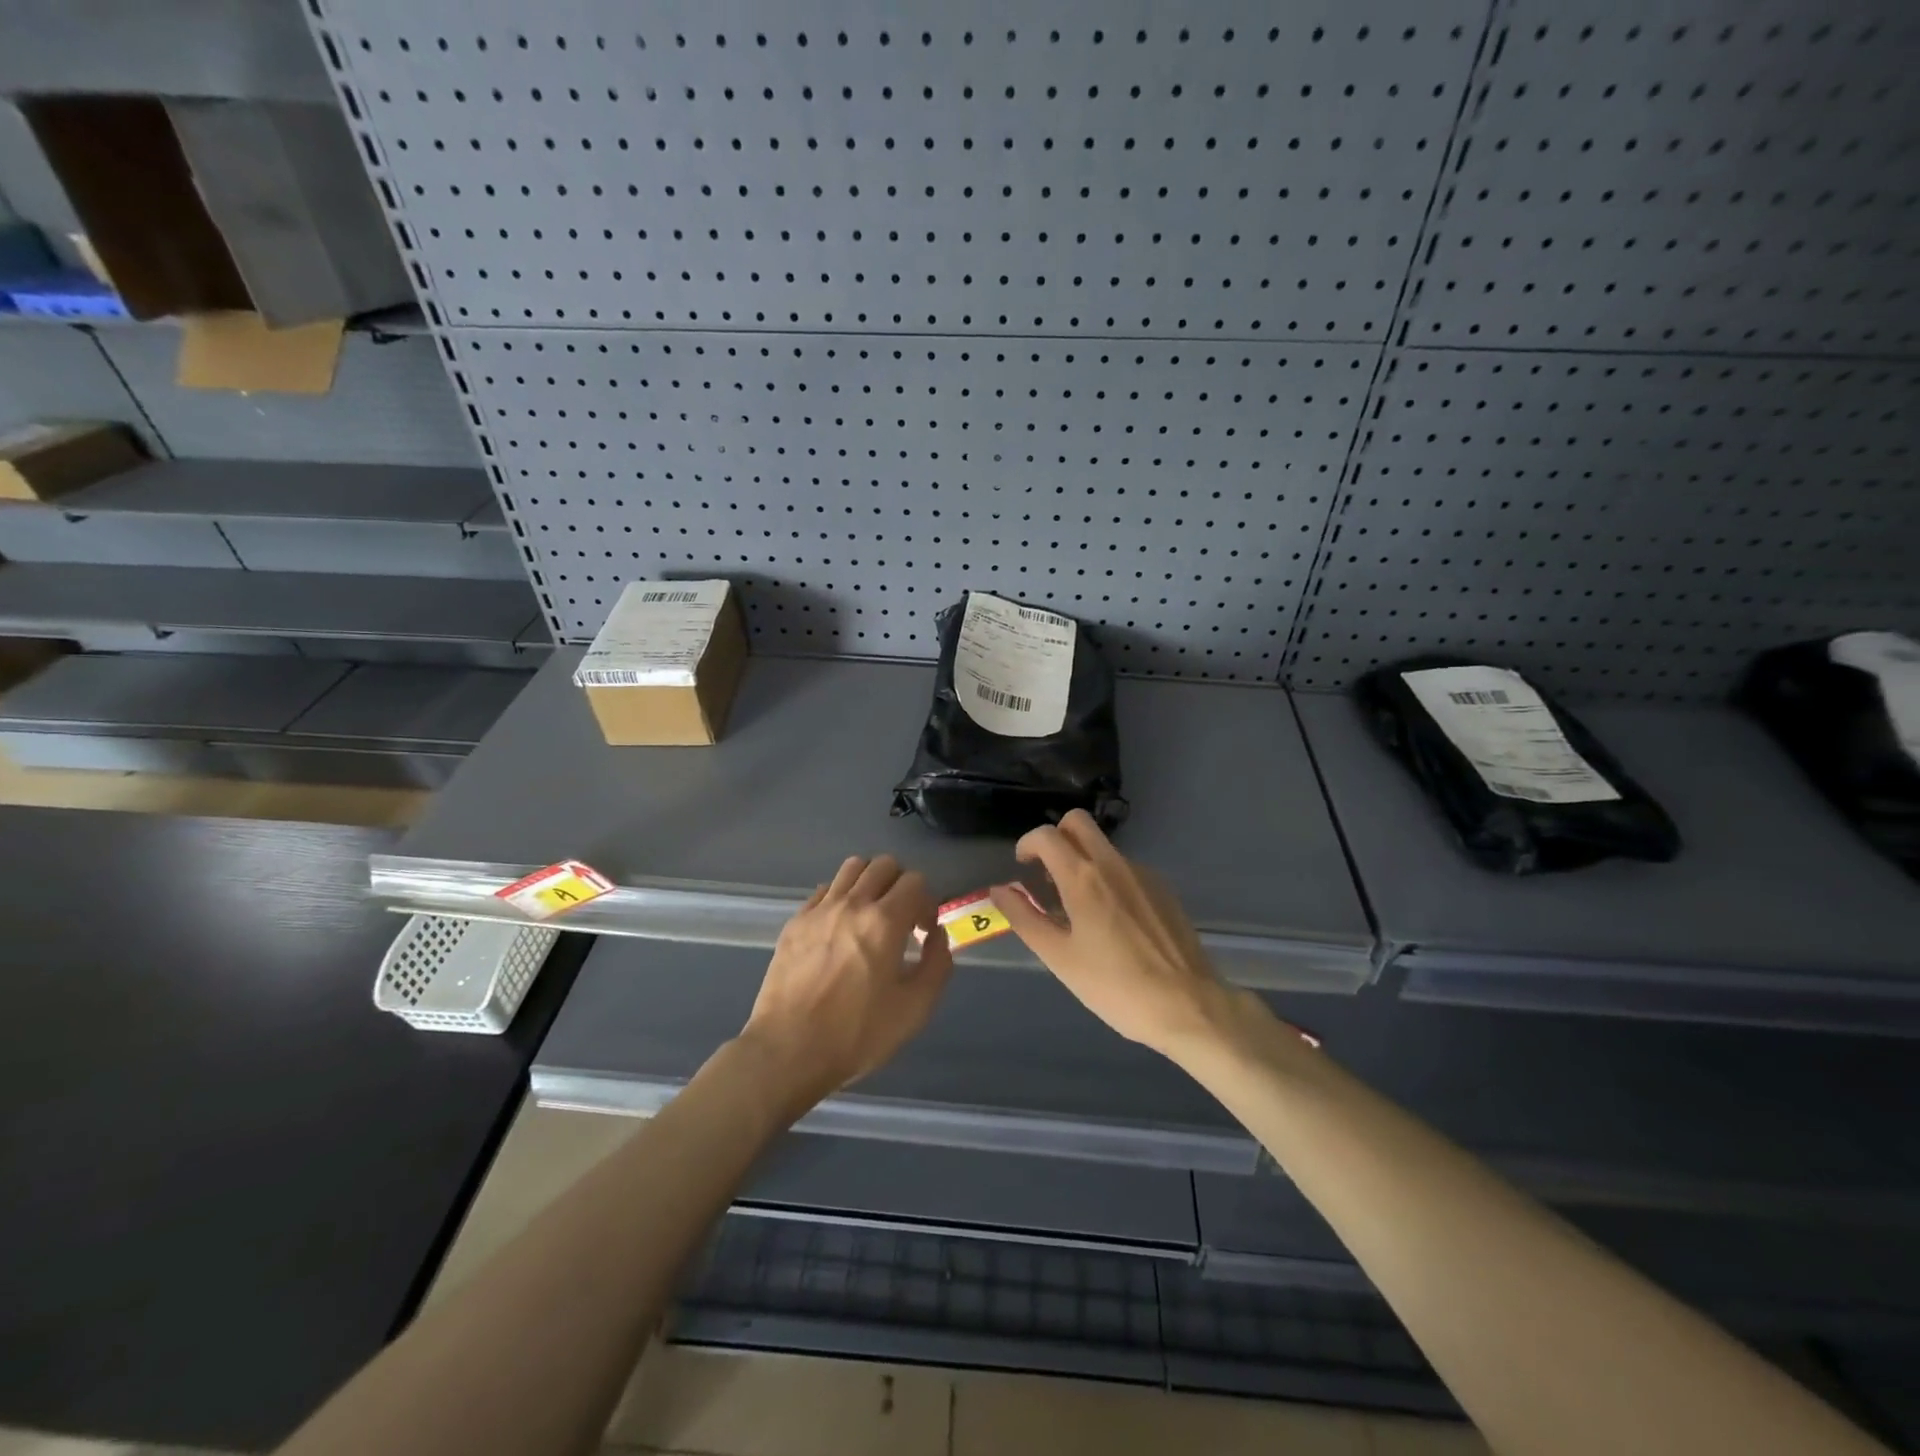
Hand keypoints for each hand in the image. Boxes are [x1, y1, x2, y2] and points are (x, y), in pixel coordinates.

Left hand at [739, 854, 953, 1113]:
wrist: (788, 1051)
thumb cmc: (857, 1034)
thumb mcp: (915, 1009)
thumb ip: (937, 964)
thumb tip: (937, 935)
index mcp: (884, 922)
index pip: (915, 881)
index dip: (928, 902)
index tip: (924, 931)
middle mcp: (852, 904)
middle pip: (884, 864)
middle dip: (901, 884)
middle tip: (902, 918)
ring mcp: (819, 910)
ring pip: (852, 868)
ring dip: (870, 882)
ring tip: (872, 914)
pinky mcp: (795, 922)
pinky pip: (825, 890)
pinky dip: (841, 897)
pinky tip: (841, 928)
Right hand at [989, 810, 1234, 1061]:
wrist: (1187, 1006)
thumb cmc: (1114, 986)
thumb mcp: (1059, 957)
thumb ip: (1024, 918)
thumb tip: (999, 890)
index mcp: (1083, 878)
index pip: (1046, 835)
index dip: (1027, 845)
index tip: (1023, 868)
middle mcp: (1113, 864)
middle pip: (1078, 822)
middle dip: (1057, 837)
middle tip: (1048, 873)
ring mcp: (1143, 873)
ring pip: (1103, 847)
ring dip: (1083, 860)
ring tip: (1079, 907)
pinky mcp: (1163, 888)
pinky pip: (1126, 868)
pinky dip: (1109, 878)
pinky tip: (1113, 921)